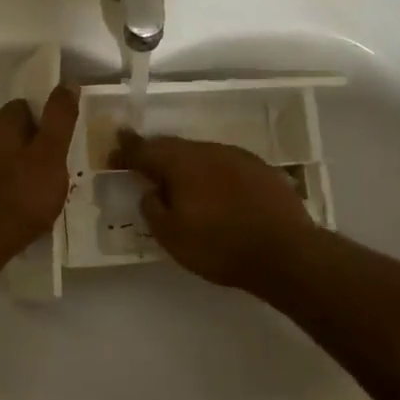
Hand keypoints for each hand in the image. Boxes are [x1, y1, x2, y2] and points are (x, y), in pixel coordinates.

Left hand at [0, 86, 78, 257]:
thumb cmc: (22, 194)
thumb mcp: (51, 153)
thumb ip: (60, 118)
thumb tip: (67, 83)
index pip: (25, 106)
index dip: (47, 118)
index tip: (64, 138)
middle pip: (15, 131)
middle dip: (36, 143)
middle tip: (59, 165)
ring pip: (5, 155)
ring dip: (24, 165)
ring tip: (46, 187)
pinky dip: (12, 184)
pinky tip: (26, 202)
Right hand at [110, 132, 314, 292]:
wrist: (286, 253)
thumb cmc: (220, 246)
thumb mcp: (172, 236)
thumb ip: (153, 209)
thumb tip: (150, 191)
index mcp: (181, 163)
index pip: (145, 150)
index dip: (126, 151)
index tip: (113, 153)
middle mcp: (208, 151)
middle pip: (173, 146)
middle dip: (154, 152)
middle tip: (139, 160)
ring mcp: (238, 157)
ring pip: (200, 153)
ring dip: (184, 163)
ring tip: (176, 179)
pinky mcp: (260, 169)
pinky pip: (224, 164)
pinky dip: (210, 172)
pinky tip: (212, 189)